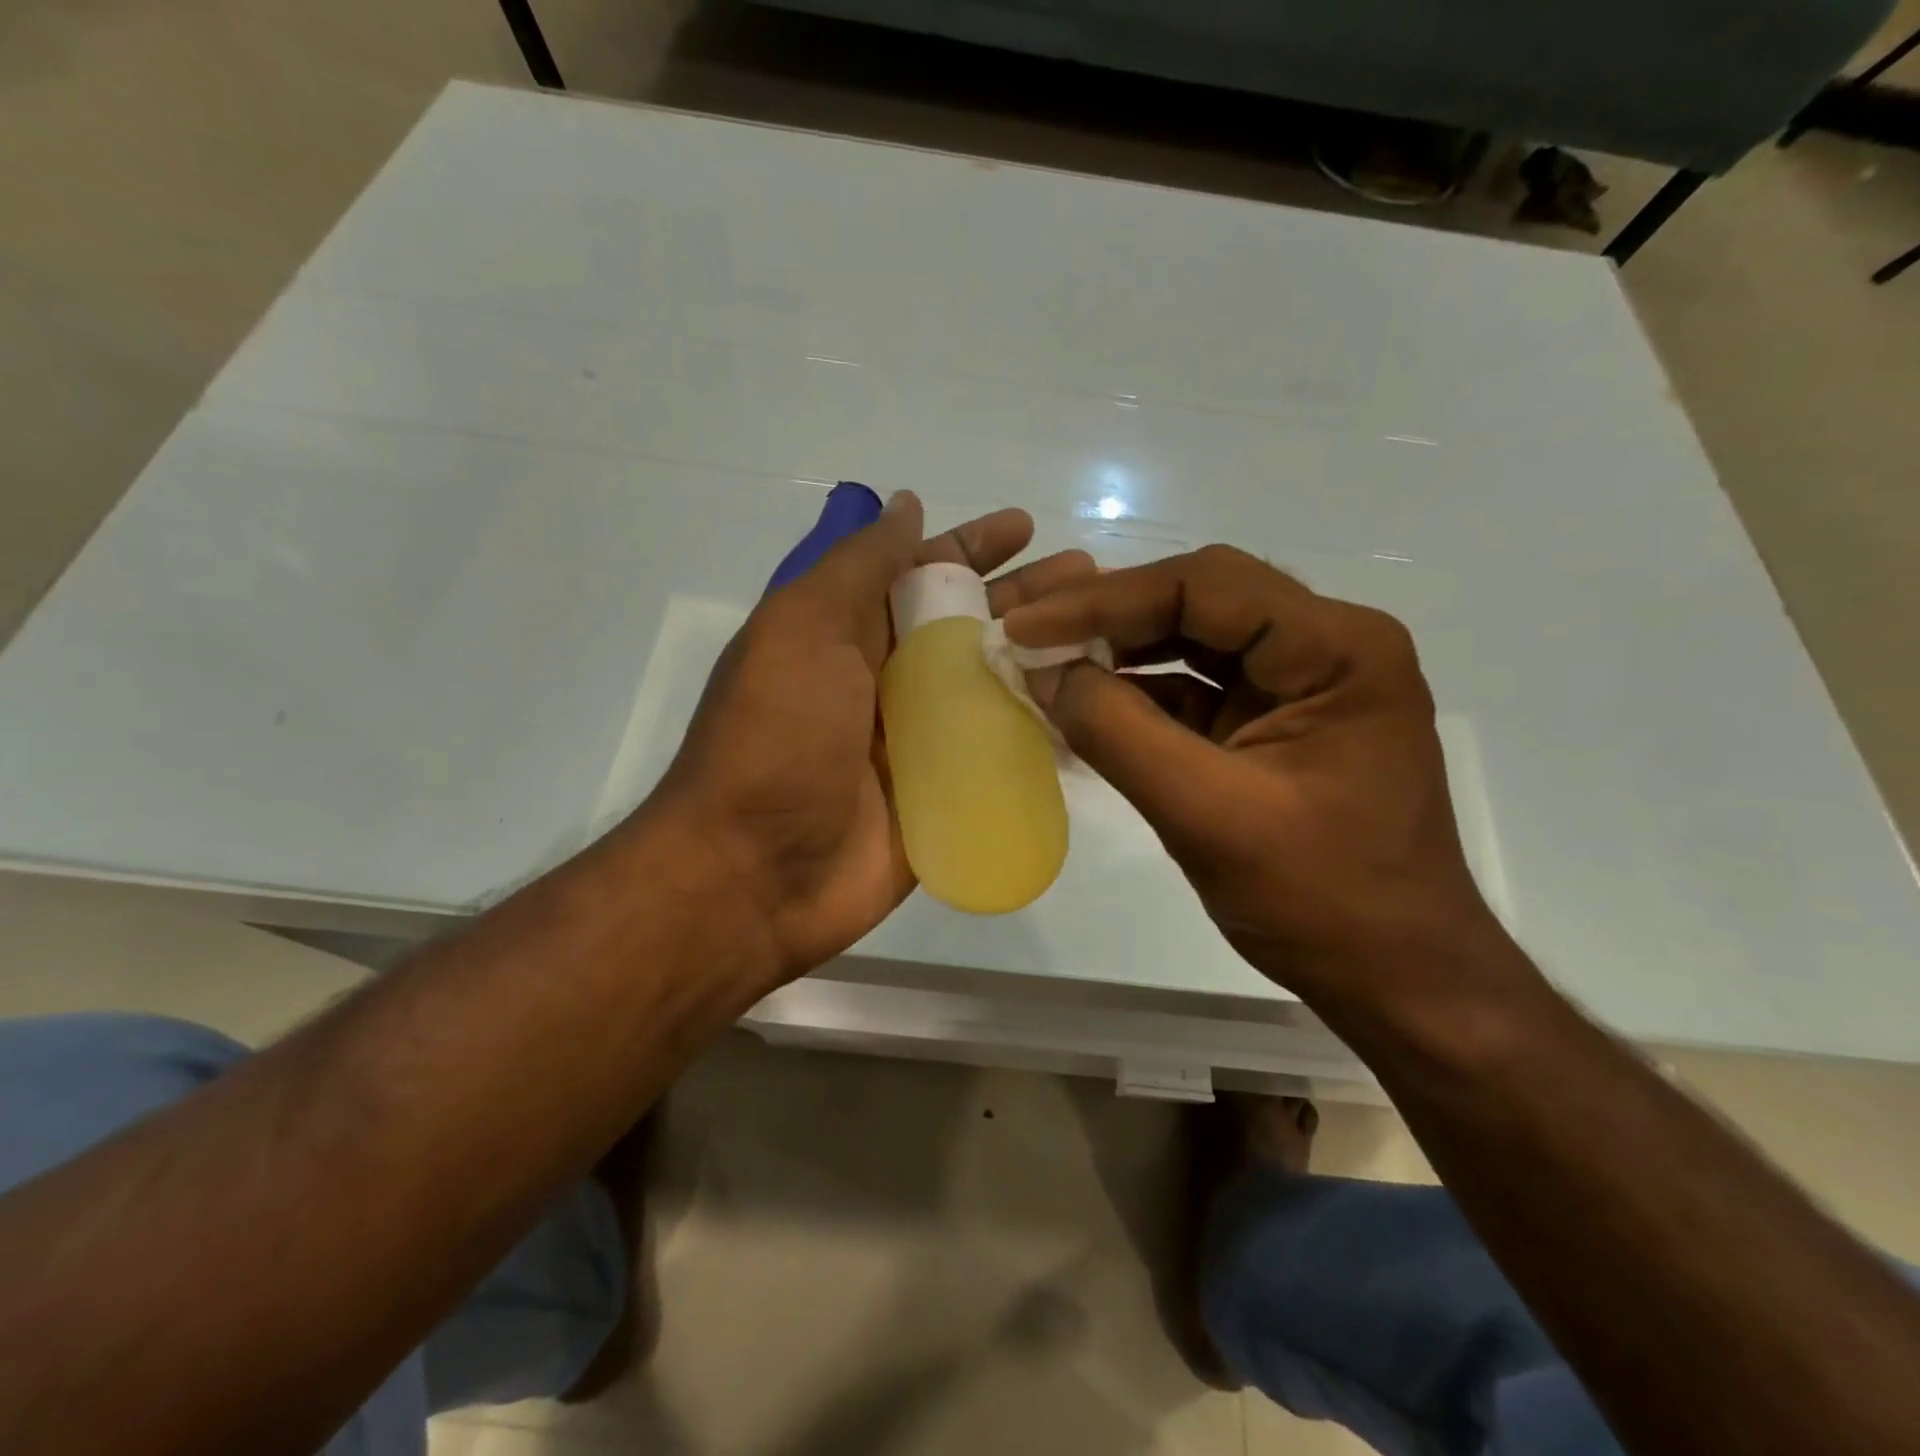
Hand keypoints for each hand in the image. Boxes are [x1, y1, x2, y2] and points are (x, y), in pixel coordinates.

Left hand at [654, 492, 1096, 980]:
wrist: (756, 873)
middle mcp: (888, 680)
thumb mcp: (802, 628)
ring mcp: (920, 741)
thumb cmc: (776, 738)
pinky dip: (1041, 733)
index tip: (1026, 528)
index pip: (922, 574)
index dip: (972, 547)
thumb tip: (907, 504)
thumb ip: (858, 565)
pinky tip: (1091, 714)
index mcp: (851, 634)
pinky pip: (1000, 754)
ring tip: (1105, 639)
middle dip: (1027, 598)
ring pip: (993, 687)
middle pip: (970, 626)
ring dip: (1044, 660)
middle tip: (1092, 579)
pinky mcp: (945, 795)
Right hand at [1002, 545, 1505, 1006]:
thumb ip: (1119, 733)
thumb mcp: (1208, 815)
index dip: (1104, 600)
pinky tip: (1081, 707)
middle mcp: (1325, 645)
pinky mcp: (1271, 723)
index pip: (1205, 587)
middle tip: (1026, 633)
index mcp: (1337, 648)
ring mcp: (1299, 684)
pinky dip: (1135, 697)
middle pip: (1198, 601)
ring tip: (1043, 663)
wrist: (1395, 977)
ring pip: (1191, 641)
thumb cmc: (1321, 901)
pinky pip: (1193, 689)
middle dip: (1107, 616)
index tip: (1024, 624)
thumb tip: (1045, 671)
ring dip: (1117, 652)